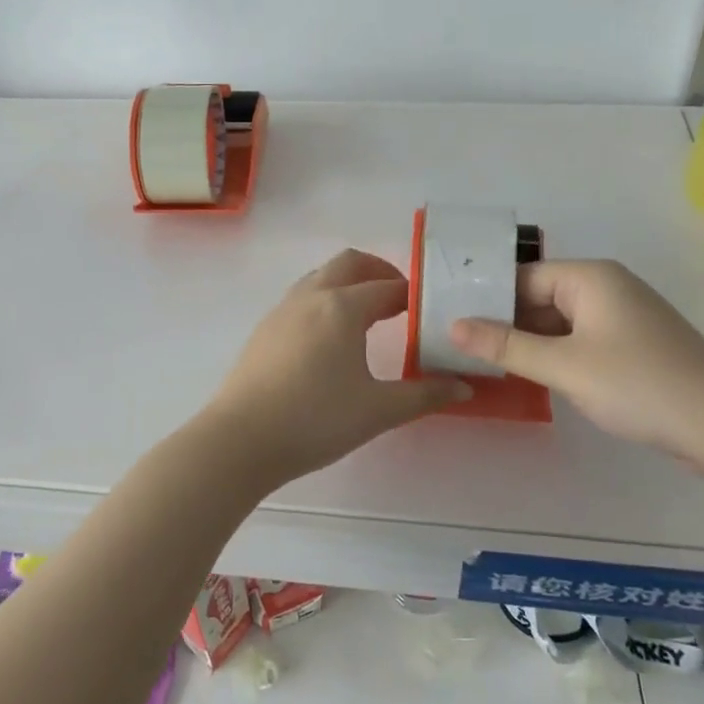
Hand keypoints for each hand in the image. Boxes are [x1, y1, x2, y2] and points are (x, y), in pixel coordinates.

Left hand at [206, 250, 470, 488]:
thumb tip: (463, 387)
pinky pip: (302, 298)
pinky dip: (325, 300)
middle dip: (379, 272)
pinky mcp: (264, 329)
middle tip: (400, 298)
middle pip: (350, 264)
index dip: (412, 295)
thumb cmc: (315, 420)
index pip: (387, 287)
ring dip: (348, 284)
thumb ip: (424, 395)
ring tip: (368, 316)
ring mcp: (282, 310)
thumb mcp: (378, 410)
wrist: (240, 439)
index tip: (429, 310)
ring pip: (321, 277)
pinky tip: (330, 339)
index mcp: (342, 307)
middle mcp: (311, 297)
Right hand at [448, 259, 703, 459]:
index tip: (451, 322)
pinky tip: (533, 378)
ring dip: (530, 343)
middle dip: (505, 323)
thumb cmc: (639, 385)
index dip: (487, 299)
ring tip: (486, 365)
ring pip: (560, 323)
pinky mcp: (634, 347)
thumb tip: (452, 326)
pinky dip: (556, 356)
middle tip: (461, 348)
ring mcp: (623, 318)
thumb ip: (506, 346)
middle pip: (540, 298)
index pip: (523, 277)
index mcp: (590, 278)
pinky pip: (581, 341)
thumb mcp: (564, 366)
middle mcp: (607, 288)